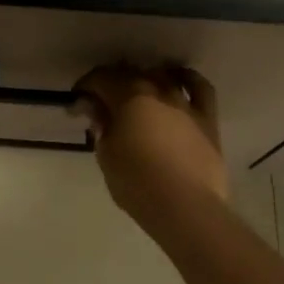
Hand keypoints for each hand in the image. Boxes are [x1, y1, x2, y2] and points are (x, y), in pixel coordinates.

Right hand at [74, 64, 228, 227]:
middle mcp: (156, 90)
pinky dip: (187, 78)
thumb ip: (101, 126)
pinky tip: (178, 80)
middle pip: (129, 74)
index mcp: (127, 97)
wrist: (187, 208)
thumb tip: (95, 109)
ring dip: (144, 79)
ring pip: (161, 76)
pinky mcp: (207, 118)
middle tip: (100, 104)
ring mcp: (184, 102)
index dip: (85, 89)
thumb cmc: (137, 184)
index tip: (77, 106)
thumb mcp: (107, 156)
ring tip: (136, 93)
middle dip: (110, 84)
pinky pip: (200, 87)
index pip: (100, 79)